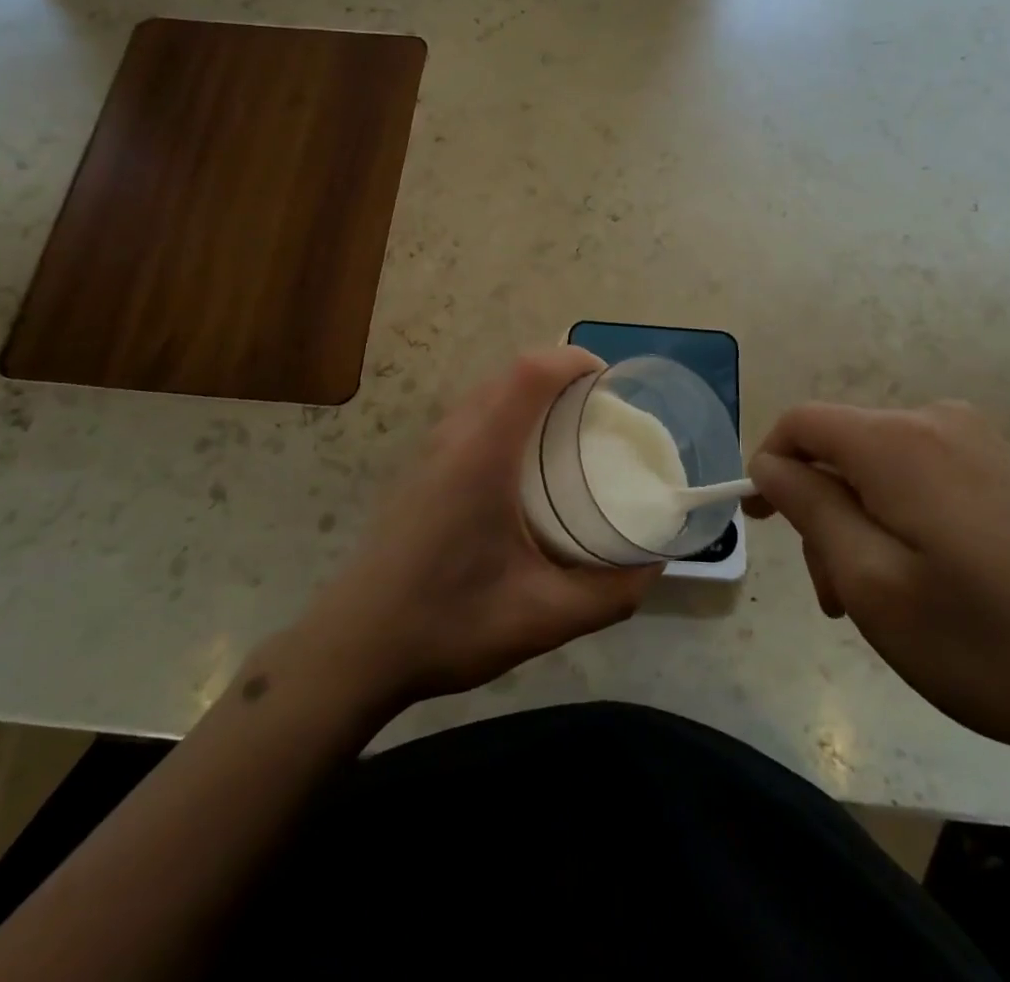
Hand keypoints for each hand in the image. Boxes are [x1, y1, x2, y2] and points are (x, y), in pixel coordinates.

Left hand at [307, 348, 657, 705]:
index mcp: (483, 453)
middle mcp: (454, 437)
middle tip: (600, 410)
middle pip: (510, 373)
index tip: (611, 382)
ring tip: (568, 430)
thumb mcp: (543, 617)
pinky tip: (523, 465)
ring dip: (529, 393)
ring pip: (486, 393)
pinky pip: (470, 416)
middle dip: (560, 374)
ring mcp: (429, 450)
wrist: (355, 648)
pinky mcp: (419, 469)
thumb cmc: (448, 623)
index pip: (530, 372)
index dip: (573, 360)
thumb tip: (654, 565)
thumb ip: (609, 594)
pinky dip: (506, 413)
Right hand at [749, 401, 1009, 771]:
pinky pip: (929, 480)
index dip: (769, 466)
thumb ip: (808, 507)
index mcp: (897, 440)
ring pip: (884, 470)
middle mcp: (939, 422)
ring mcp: (986, 445)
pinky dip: (905, 522)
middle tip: (835, 599)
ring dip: (862, 525)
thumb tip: (770, 463)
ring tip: (882, 605)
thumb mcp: (870, 581)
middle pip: (843, 450)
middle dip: (821, 513)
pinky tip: (932, 586)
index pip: (801, 423)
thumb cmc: (987, 642)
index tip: (761, 524)